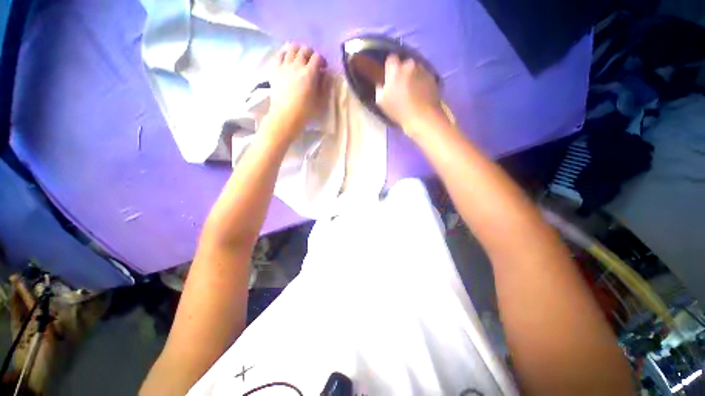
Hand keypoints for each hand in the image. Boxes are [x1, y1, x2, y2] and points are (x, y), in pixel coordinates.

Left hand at [267, 43, 327, 137]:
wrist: (285, 116)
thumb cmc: (305, 111)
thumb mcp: (321, 101)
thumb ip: (325, 85)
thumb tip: (326, 74)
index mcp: (310, 73)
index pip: (318, 57)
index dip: (322, 60)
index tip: (323, 68)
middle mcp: (297, 65)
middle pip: (305, 49)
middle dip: (311, 54)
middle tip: (312, 63)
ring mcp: (284, 66)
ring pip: (292, 48)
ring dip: (298, 50)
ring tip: (300, 58)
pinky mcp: (275, 69)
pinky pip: (279, 54)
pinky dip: (285, 52)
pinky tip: (288, 57)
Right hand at [375, 54, 444, 133]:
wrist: (422, 117)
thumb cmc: (399, 111)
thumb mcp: (381, 102)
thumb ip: (380, 88)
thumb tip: (382, 83)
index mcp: (396, 69)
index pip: (390, 59)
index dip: (389, 68)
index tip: (389, 78)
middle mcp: (410, 65)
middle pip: (404, 64)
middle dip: (402, 72)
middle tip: (400, 86)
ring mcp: (423, 70)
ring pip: (415, 69)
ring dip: (412, 76)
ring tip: (412, 91)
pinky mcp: (433, 77)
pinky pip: (424, 76)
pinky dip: (421, 82)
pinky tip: (420, 94)